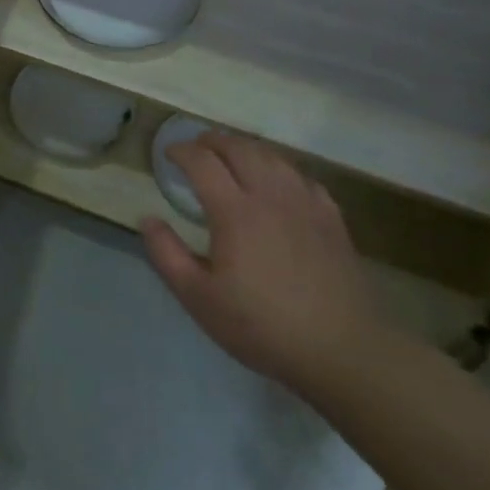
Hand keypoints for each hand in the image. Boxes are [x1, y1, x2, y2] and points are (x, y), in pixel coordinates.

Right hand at [140, 133, 395, 392]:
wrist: (342, 349)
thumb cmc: (261, 326)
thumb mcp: (199, 298)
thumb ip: (167, 254)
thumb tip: (148, 219)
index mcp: (235, 211)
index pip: (202, 162)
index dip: (181, 151)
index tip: (167, 154)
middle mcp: (270, 195)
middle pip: (239, 148)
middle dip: (212, 140)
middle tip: (196, 148)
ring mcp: (305, 203)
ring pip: (272, 156)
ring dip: (245, 148)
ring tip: (231, 156)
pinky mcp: (331, 217)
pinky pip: (301, 176)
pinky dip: (279, 168)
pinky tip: (277, 182)